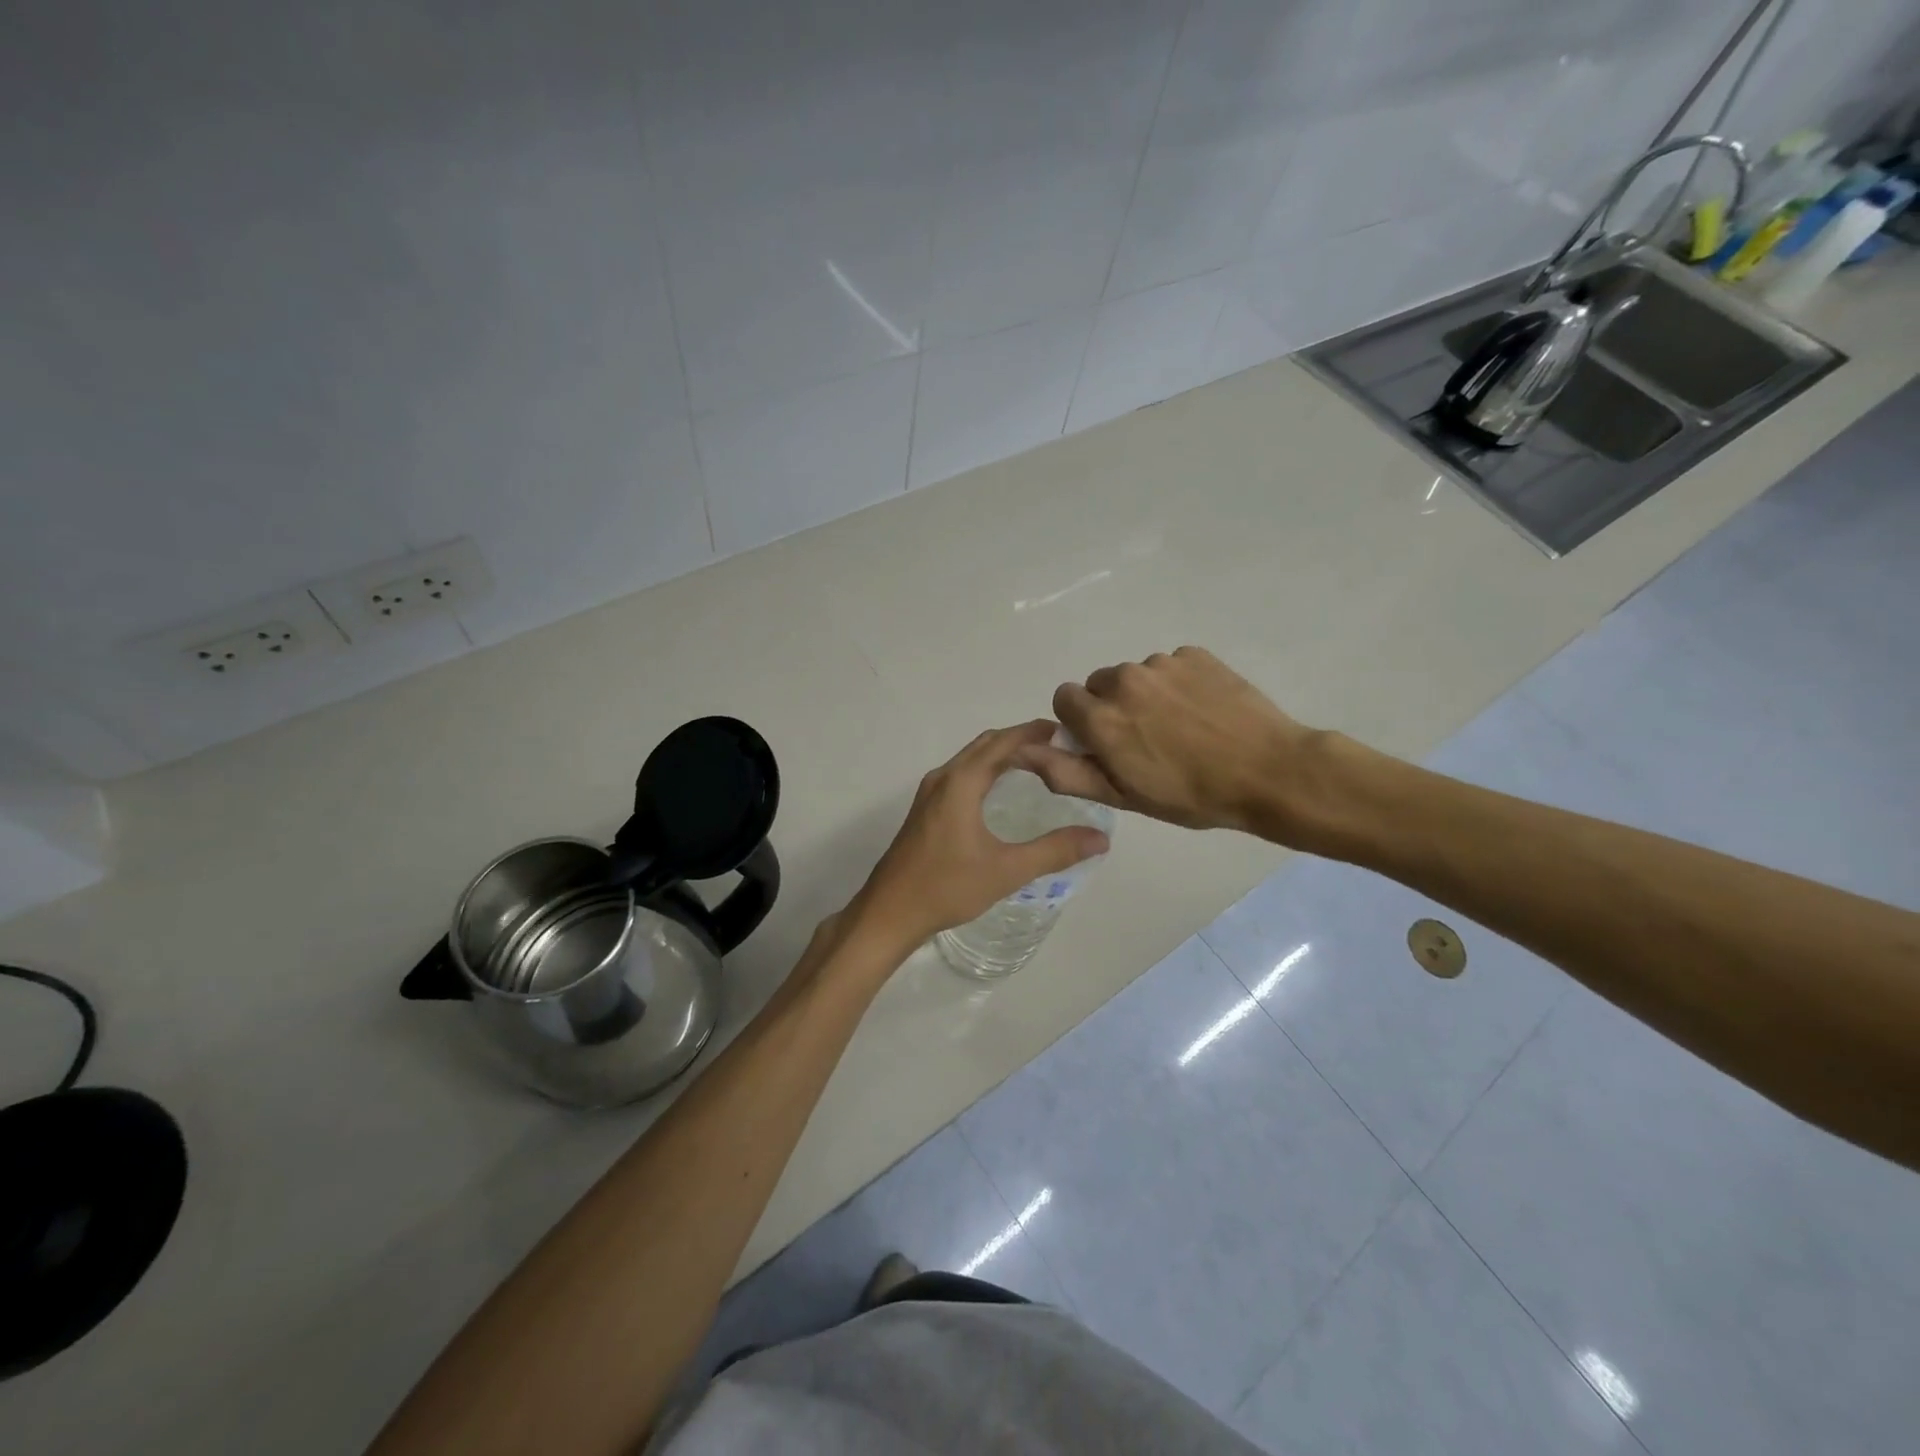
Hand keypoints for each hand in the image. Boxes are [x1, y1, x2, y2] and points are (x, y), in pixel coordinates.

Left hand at [848, 721, 1110, 954]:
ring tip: (1035, 763)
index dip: (1033, 732)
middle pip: (985, 745)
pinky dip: (985, 770)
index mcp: (961, 782)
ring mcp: (929, 794)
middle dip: (1019, 740)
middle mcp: (943, 778)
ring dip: (1000, 754)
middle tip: (1057, 747)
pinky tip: (999, 791)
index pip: (1003, 743)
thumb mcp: (1007, 870)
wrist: (889, 912)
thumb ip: (1055, 851)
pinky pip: (960, 775)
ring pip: (970, 759)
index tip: (1064, 731)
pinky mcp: (925, 810)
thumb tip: (1100, 838)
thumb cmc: (947, 887)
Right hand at [1018, 647, 1326, 839]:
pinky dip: (1177, 683)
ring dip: (1146, 695)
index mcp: (1101, 716)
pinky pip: (1170, 665)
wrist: (1267, 771)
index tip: (1105, 744)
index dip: (1080, 723)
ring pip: (1136, 674)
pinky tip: (1202, 710)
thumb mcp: (1122, 795)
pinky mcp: (1195, 654)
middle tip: (1145, 739)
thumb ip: (1066, 771)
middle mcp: (1124, 680)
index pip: (1064, 698)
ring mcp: (1162, 663)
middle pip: (1099, 684)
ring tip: (1180, 727)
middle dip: (1111, 707)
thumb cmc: (1190, 795)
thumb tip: (1023, 751)